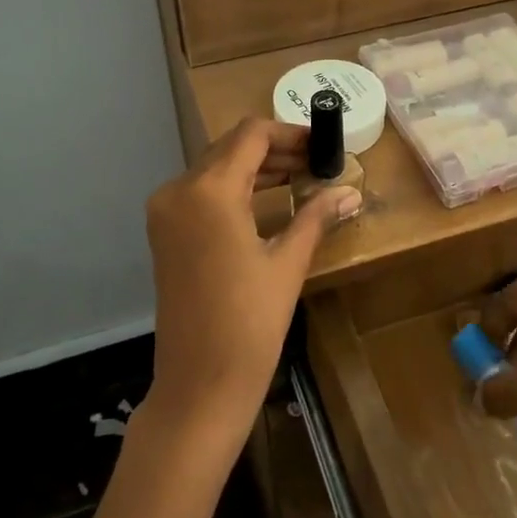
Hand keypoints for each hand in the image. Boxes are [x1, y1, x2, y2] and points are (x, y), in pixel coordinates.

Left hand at [144, 119, 360, 448]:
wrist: (200, 383)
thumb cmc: (249, 323)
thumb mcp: (288, 264)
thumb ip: (316, 217)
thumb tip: (352, 192)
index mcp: (209, 191)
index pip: (251, 136)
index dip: (290, 133)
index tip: (322, 144)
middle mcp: (179, 190)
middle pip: (231, 148)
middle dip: (275, 150)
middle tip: (317, 162)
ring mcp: (166, 212)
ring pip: (215, 169)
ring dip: (255, 168)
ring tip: (300, 178)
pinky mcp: (164, 233)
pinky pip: (201, 193)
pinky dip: (234, 188)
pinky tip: (267, 200)